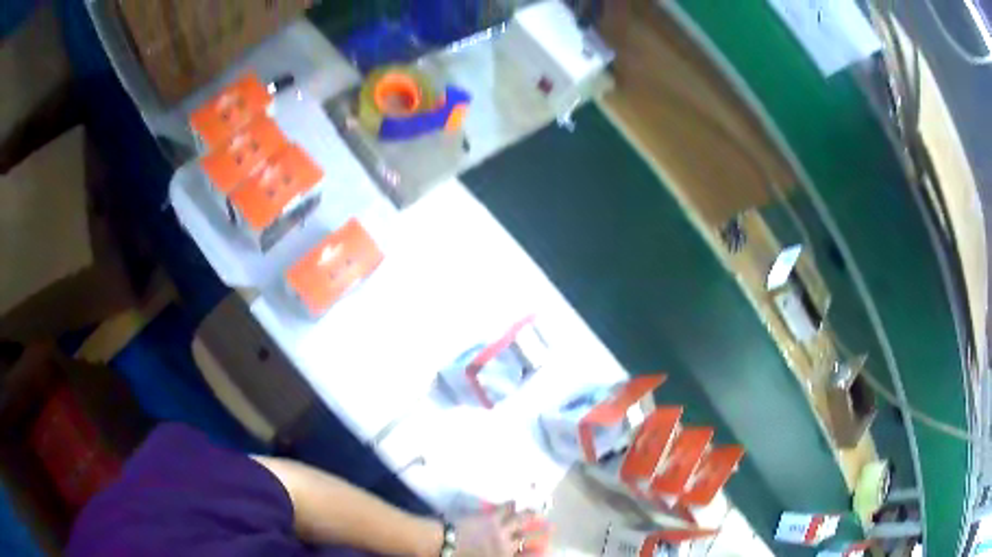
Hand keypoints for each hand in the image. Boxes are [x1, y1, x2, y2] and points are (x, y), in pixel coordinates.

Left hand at [453, 504, 547, 556]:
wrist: (445, 545)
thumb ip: (501, 556)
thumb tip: (510, 553)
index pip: (527, 555)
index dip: (538, 552)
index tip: (547, 549)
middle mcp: (507, 544)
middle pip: (528, 537)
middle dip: (542, 532)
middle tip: (553, 527)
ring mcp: (500, 530)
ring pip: (520, 520)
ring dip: (530, 515)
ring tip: (537, 511)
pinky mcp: (489, 518)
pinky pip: (504, 509)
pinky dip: (511, 505)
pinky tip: (514, 501)